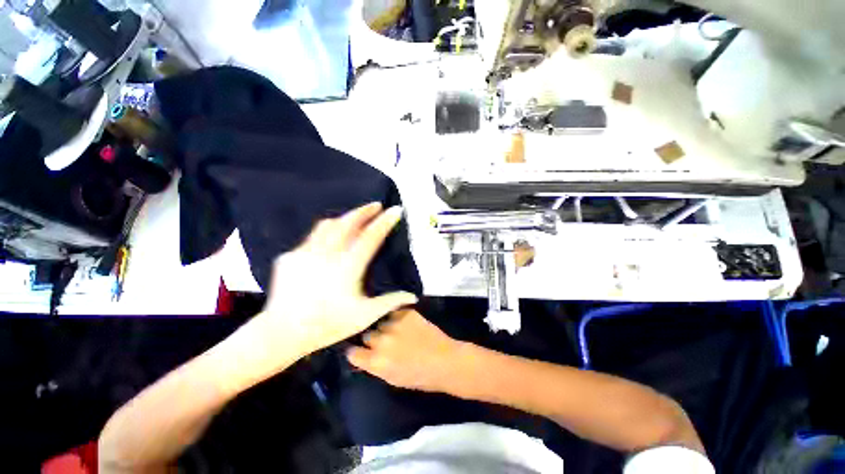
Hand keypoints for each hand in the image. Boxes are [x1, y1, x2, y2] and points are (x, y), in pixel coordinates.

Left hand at [249, 203, 417, 361]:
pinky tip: (330, 239)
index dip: (385, 222)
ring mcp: (305, 252)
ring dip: (345, 218)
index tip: (396, 210)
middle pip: (348, 222)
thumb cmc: (328, 325)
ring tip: (354, 217)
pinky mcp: (290, 256)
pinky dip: (326, 233)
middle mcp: (327, 254)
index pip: (371, 236)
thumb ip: (390, 302)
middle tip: (376, 205)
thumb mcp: (364, 316)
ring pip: (328, 225)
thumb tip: (413, 297)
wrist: (282, 332)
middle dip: (365, 211)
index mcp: (348, 267)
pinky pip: (312, 237)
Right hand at [346, 309, 465, 392]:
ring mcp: (394, 324)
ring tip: (397, 332)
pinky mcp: (407, 313)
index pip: (352, 352)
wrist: (445, 361)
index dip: (356, 352)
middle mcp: (381, 341)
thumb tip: (365, 356)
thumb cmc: (420, 377)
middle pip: (367, 335)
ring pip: (381, 322)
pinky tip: (407, 324)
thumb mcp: (392, 379)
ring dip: (386, 327)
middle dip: (373, 339)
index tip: (360, 351)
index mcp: (376, 362)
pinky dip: (398, 318)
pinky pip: (395, 313)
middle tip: (384, 342)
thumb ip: (375, 366)